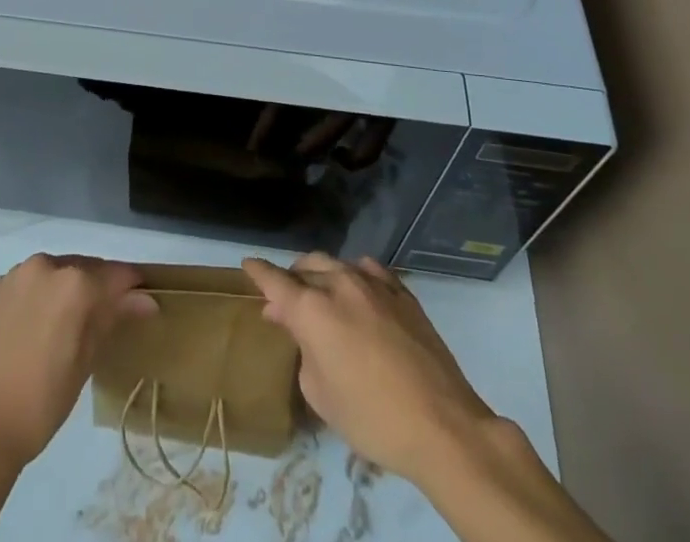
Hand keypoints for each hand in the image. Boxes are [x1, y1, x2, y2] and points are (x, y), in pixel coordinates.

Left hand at [0, 253, 157, 471]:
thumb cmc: (42, 401)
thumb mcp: (86, 361)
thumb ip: (113, 318)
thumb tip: (145, 300)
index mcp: (74, 283)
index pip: (116, 275)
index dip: (133, 288)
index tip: (143, 302)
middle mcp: (46, 265)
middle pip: (85, 268)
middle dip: (100, 287)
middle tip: (108, 316)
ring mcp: (16, 274)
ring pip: (56, 272)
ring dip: (68, 288)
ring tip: (71, 322)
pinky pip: (29, 282)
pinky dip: (41, 294)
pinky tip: (39, 324)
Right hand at [243, 253, 495, 484]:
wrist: (442, 425)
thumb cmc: (371, 418)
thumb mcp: (320, 395)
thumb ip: (302, 351)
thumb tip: (298, 327)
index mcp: (312, 309)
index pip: (275, 281)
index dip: (258, 272)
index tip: (248, 265)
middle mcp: (339, 284)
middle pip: (306, 268)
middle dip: (291, 279)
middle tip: (285, 302)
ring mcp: (374, 284)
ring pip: (336, 264)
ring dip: (322, 276)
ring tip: (320, 295)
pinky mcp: (403, 292)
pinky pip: (369, 271)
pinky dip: (354, 276)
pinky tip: (357, 289)